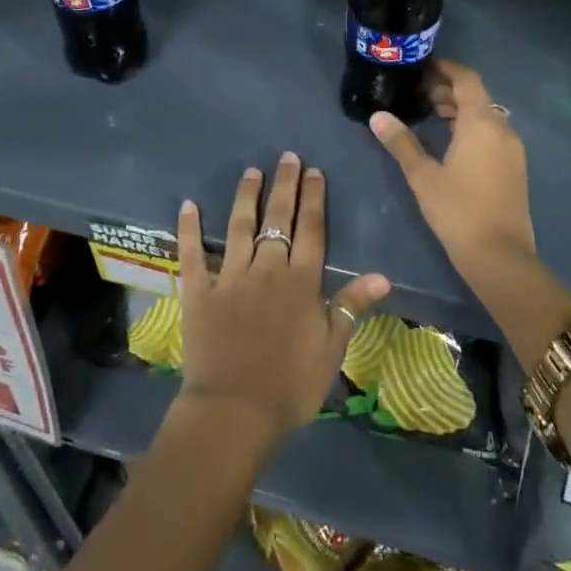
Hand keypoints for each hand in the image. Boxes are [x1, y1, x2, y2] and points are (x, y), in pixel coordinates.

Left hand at [174, 153, 389, 452]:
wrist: (234, 412)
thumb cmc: (290, 386)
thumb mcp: (332, 350)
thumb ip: (352, 306)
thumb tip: (382, 276)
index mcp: (300, 282)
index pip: (311, 230)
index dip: (313, 198)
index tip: (314, 171)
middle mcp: (266, 269)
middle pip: (278, 219)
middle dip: (284, 186)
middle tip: (287, 157)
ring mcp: (230, 277)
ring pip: (239, 226)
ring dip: (246, 196)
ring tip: (251, 171)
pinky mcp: (199, 291)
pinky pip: (192, 254)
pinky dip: (189, 228)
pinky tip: (188, 205)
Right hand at [368, 60, 534, 270]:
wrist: (500, 256)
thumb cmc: (458, 211)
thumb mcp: (423, 175)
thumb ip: (401, 142)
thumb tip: (378, 116)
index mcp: (481, 123)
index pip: (467, 79)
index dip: (445, 68)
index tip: (422, 67)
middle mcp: (502, 128)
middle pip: (477, 95)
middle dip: (449, 90)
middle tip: (419, 94)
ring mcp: (512, 149)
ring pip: (486, 115)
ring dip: (460, 110)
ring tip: (430, 115)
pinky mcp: (515, 167)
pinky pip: (493, 133)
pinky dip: (472, 128)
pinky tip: (451, 143)